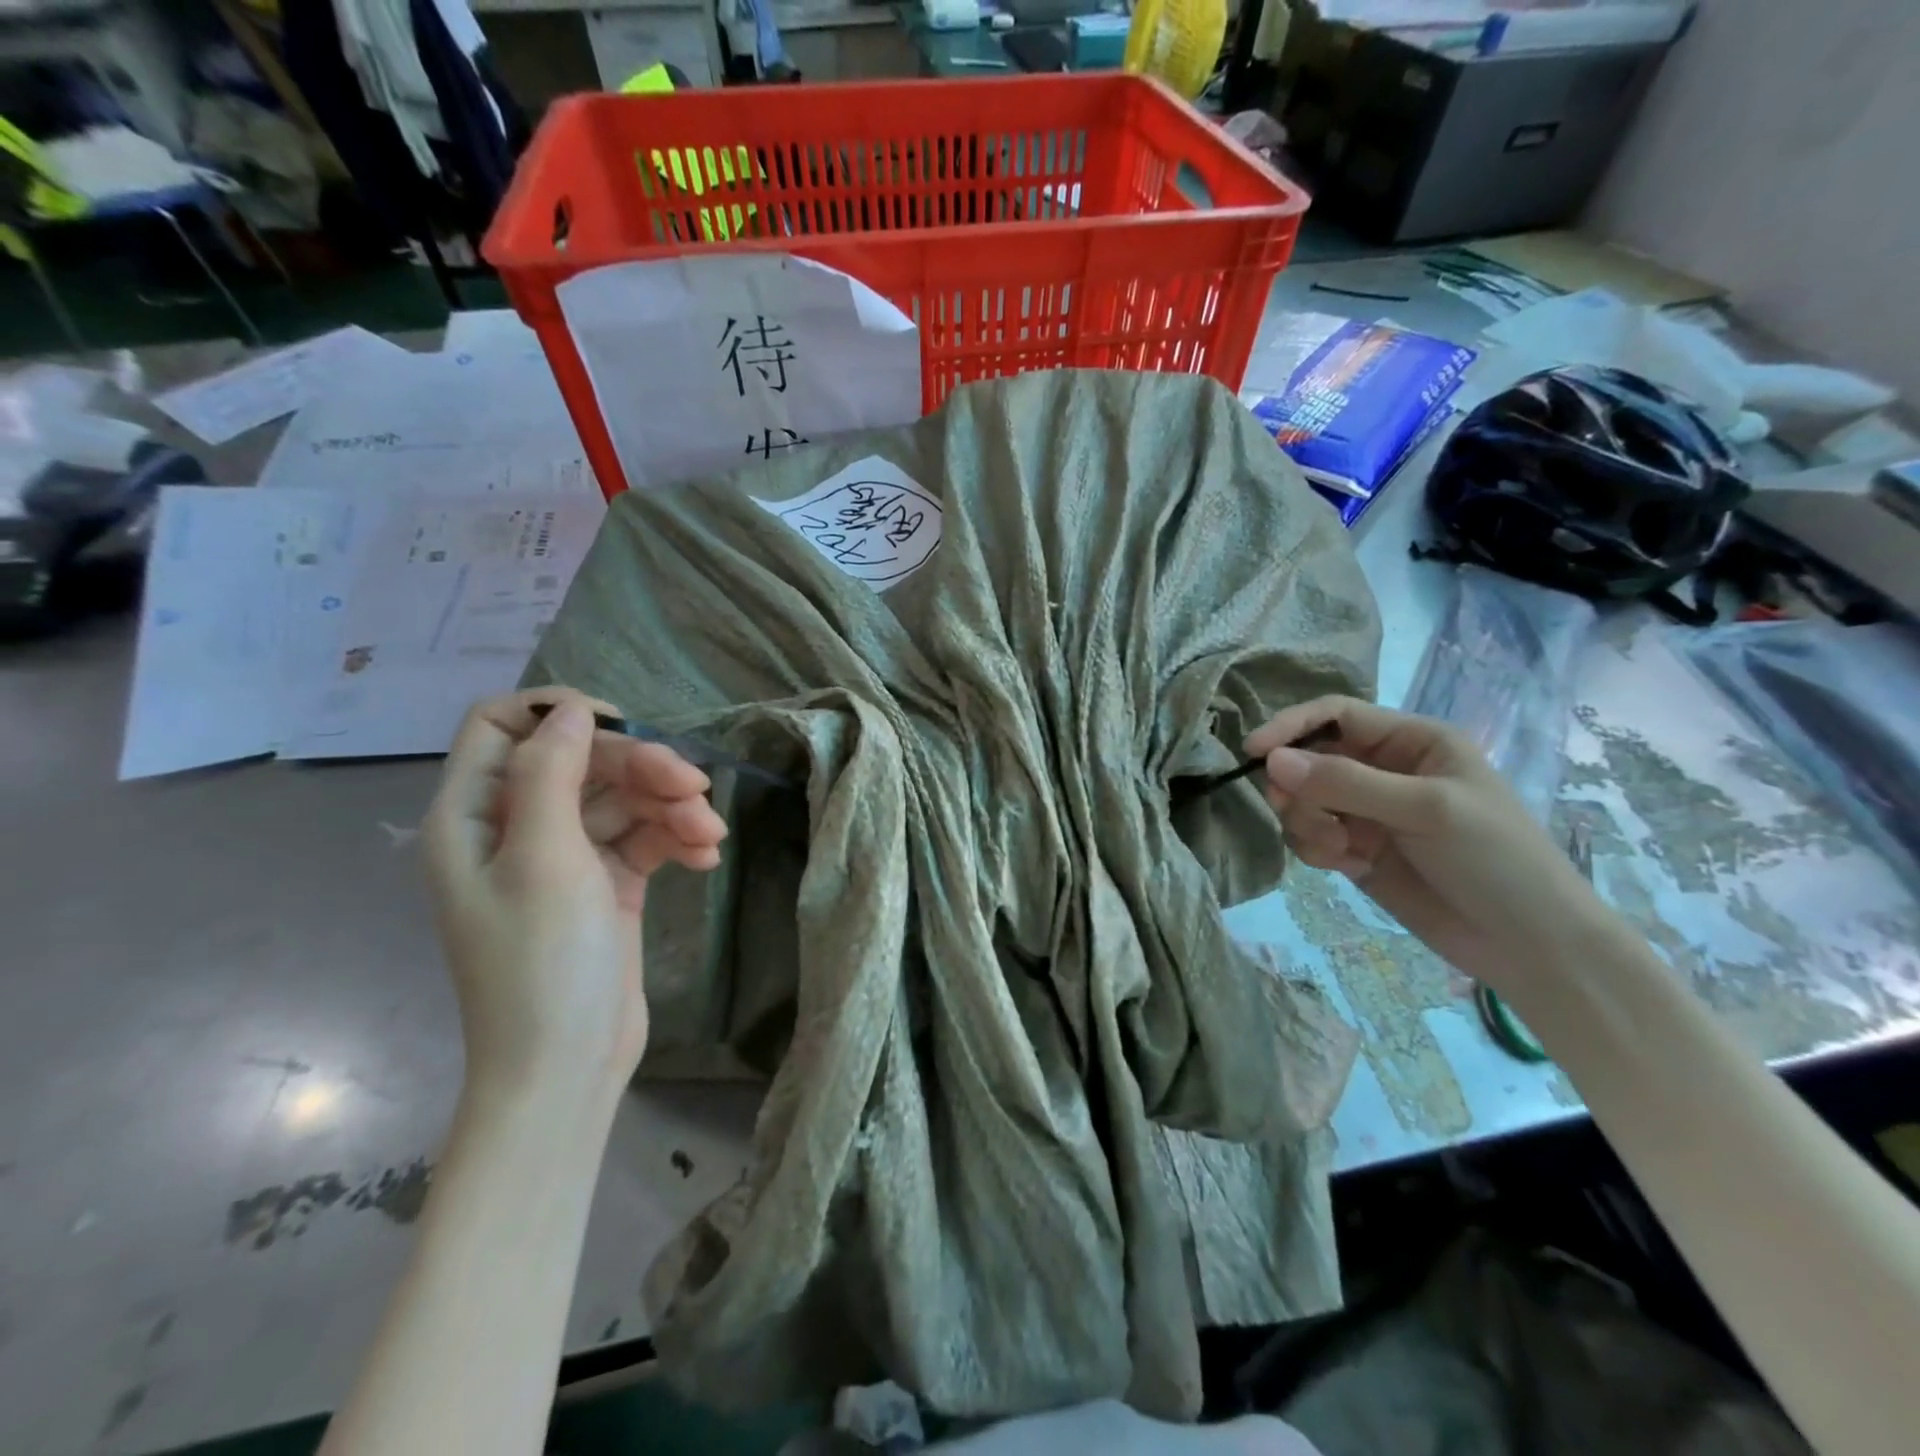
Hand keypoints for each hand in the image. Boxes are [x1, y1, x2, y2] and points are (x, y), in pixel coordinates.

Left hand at [422, 689, 727, 1101]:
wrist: (567, 1067)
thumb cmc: (542, 963)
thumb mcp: (544, 859)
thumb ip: (552, 774)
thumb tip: (572, 710)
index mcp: (475, 815)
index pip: (502, 726)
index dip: (558, 711)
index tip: (623, 725)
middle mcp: (516, 827)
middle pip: (582, 761)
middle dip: (642, 768)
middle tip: (695, 789)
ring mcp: (565, 857)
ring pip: (622, 799)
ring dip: (670, 807)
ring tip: (709, 835)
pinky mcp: (607, 884)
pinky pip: (643, 839)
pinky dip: (674, 840)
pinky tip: (706, 858)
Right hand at [1246, 696, 1616, 1000]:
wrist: (1529, 946)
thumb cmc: (1495, 859)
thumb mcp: (1426, 809)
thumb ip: (1346, 782)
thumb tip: (1271, 760)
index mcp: (1411, 742)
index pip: (1335, 715)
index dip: (1291, 727)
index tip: (1253, 751)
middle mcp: (1384, 770)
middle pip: (1309, 759)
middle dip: (1296, 785)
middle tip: (1291, 810)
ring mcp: (1368, 812)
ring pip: (1303, 800)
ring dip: (1306, 822)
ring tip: (1338, 849)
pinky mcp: (1356, 851)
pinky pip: (1310, 837)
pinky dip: (1316, 849)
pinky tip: (1347, 866)